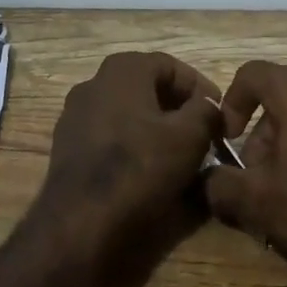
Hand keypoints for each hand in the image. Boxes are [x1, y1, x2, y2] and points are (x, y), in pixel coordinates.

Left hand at [37, 51, 223, 259]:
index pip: (171, 65)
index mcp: (123, 70)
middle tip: (202, 132)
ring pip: (127, 112)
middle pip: (147, 87)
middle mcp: (94, 83)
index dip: (199, 87)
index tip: (218, 113)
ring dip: (155, 126)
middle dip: (177, 107)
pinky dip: (132, 144)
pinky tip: (148, 168)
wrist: (81, 221)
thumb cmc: (140, 167)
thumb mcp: (190, 136)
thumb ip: (206, 111)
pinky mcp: (68, 146)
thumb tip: (208, 105)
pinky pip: (109, 135)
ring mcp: (75, 115)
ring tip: (179, 153)